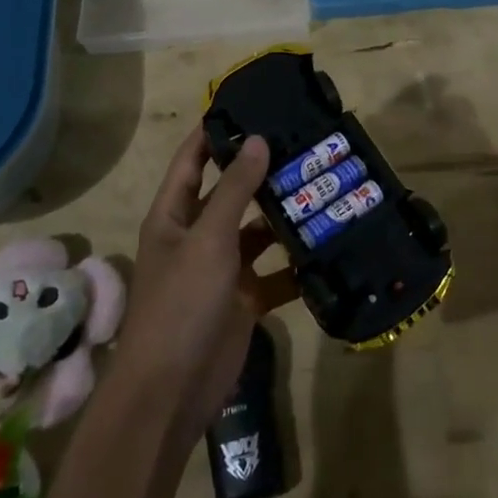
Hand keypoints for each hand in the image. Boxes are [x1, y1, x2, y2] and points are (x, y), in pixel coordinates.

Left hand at [116, 128, 297, 440]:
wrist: (172, 392)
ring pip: (256, 232)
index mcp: (174, 216)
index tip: (249, 106)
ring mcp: (221, 270)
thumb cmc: (181, 303)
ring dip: (282, 217)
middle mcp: (196, 236)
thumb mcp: (208, 238)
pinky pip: (273, 274)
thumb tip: (257, 139)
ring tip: (322, 189)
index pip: (192, 160)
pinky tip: (325, 247)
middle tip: (303, 145)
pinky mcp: (244, 300)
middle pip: (230, 194)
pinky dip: (295, 265)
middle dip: (262, 172)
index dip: (214, 133)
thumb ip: (234, 189)